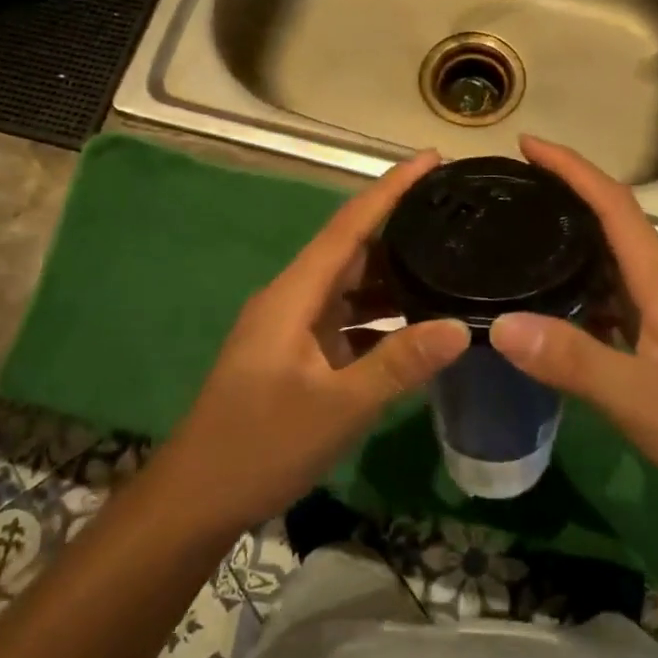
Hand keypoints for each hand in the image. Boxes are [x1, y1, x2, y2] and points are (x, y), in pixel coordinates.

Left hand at [161, 150, 469, 533]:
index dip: (390, 188)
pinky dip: (381, 318)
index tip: (431, 159)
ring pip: (351, 287)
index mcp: (294, 294)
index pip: (349, 225)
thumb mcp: (339, 406)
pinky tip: (417, 326)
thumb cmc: (261, 445)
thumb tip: (461, 327)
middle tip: (456, 216)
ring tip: (449, 265)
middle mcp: (293, 299)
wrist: (196, 499)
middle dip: (400, 229)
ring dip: (394, 278)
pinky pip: (347, 320)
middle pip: (352, 250)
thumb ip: (400, 363)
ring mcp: (293, 328)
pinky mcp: (297, 355)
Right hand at [488, 135, 657, 522]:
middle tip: (510, 193)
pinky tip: (555, 311)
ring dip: (572, 244)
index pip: (615, 204)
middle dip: (565, 196)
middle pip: (613, 225)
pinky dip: (583, 292)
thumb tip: (500, 324)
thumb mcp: (642, 400)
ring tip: (519, 241)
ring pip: (614, 265)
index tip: (527, 144)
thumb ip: (574, 361)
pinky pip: (617, 302)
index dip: (571, 167)